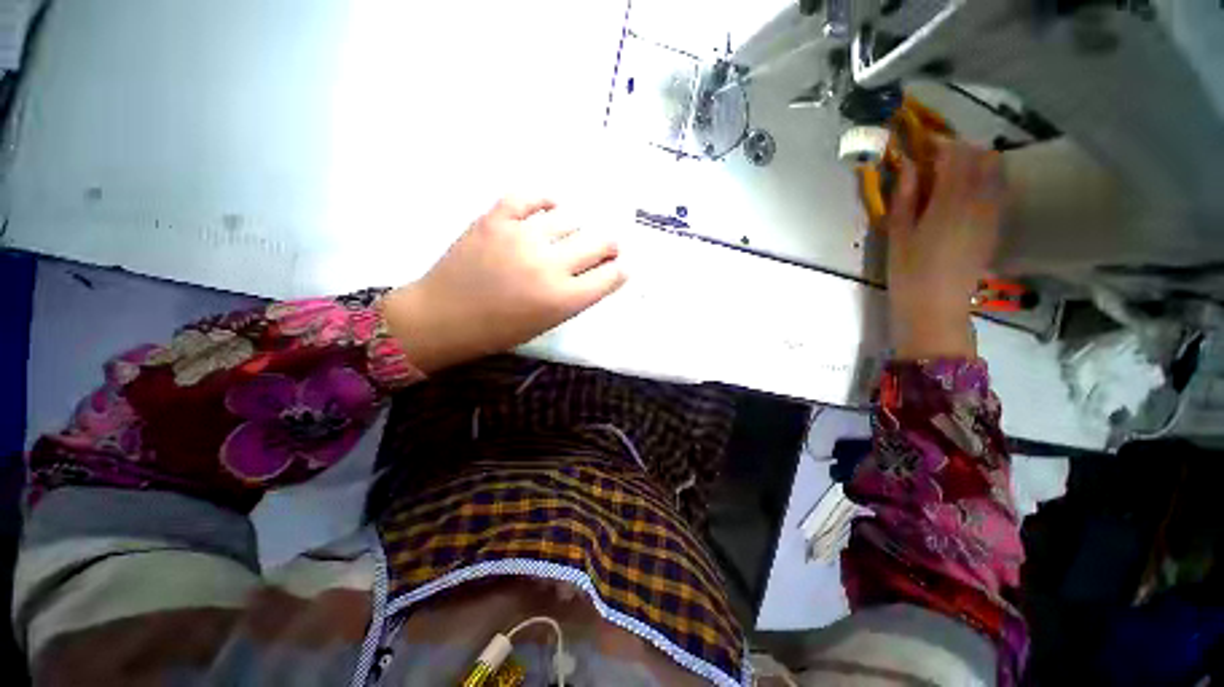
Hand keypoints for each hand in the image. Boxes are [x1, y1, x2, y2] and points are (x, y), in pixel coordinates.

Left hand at [380, 197, 625, 372]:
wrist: (443, 318)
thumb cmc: (499, 331)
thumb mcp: (547, 323)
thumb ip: (576, 297)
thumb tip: (597, 271)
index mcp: (563, 299)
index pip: (611, 276)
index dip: (620, 269)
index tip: (620, 266)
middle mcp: (549, 265)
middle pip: (599, 243)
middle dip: (609, 245)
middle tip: (606, 246)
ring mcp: (521, 237)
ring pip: (568, 218)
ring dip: (576, 227)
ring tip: (570, 233)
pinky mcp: (495, 219)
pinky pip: (528, 197)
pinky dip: (544, 200)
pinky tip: (550, 207)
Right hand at [883, 138, 1003, 358]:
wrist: (937, 306)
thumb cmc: (908, 272)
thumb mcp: (898, 234)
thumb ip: (905, 197)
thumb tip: (909, 166)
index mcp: (950, 201)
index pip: (956, 154)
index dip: (940, 144)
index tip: (922, 145)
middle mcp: (980, 200)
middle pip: (983, 155)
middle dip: (961, 149)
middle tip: (936, 159)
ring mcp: (992, 212)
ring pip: (996, 170)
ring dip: (975, 163)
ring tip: (950, 174)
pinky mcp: (995, 225)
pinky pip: (998, 188)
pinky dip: (984, 180)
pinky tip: (963, 193)